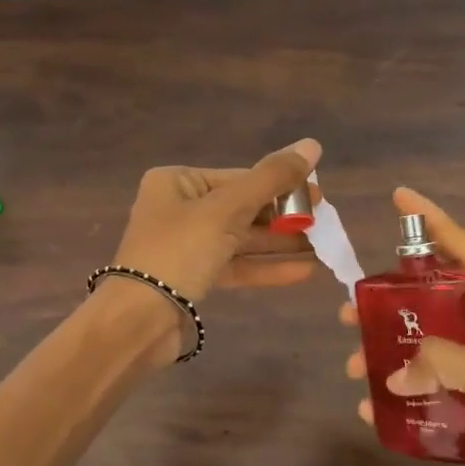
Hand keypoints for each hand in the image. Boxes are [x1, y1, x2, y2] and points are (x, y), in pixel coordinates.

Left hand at [112, 138, 321, 302]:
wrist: (138, 320)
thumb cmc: (179, 252)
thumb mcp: (227, 210)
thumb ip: (271, 179)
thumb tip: (312, 144)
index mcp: (177, 182)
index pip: (239, 177)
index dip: (282, 185)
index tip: (320, 196)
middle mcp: (179, 209)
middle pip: (242, 207)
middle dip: (284, 218)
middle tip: (326, 224)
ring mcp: (186, 246)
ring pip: (241, 239)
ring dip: (281, 244)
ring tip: (324, 248)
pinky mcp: (194, 278)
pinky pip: (236, 266)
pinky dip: (267, 268)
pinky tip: (305, 272)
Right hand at [341, 187, 464, 465]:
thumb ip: (450, 364)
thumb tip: (393, 370)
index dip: (439, 225)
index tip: (401, 200)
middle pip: (429, 308)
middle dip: (388, 303)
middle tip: (349, 310)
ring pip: (416, 355)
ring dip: (382, 356)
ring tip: (352, 366)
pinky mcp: (461, 421)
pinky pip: (417, 401)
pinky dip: (390, 402)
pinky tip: (369, 409)